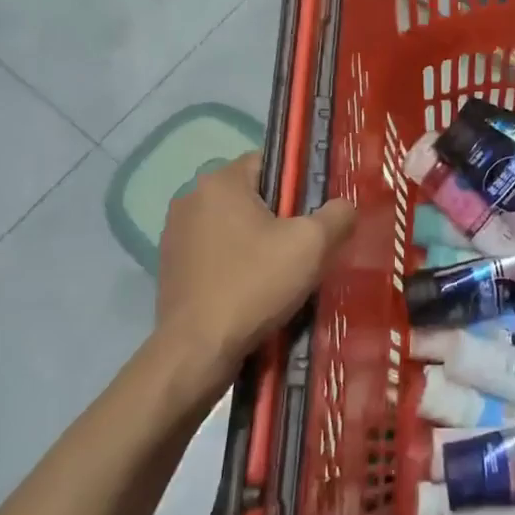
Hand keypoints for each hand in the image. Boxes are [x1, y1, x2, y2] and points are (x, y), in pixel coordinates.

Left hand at [152, 154, 355, 391]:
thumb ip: (337, 215)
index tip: (315, 215)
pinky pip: (215, 252)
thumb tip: (343, 207)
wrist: (197, 351)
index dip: (299, 185)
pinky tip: (252, 290)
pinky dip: (236, 263)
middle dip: (280, 216)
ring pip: (233, 225)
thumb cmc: (255, 285)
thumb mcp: (312, 245)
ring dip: (257, 241)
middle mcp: (191, 197)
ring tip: (280, 274)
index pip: (270, 162)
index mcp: (220, 181)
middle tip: (304, 248)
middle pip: (252, 195)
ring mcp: (175, 233)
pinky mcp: (170, 266)